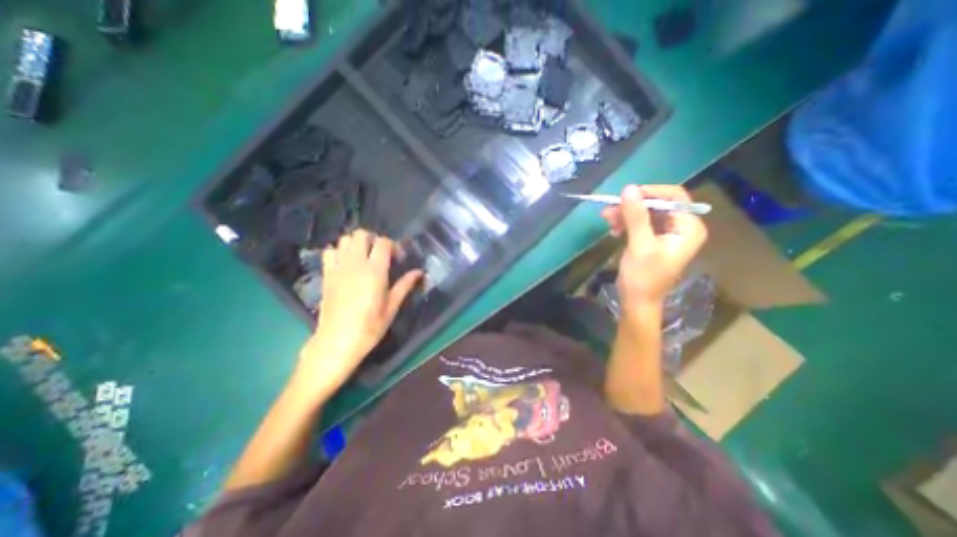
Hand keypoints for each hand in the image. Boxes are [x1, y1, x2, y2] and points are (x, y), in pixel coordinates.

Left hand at [296, 227, 420, 398]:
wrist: (337, 341)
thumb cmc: (370, 326)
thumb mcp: (392, 307)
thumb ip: (405, 285)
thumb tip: (419, 272)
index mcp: (375, 271)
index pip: (383, 242)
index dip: (393, 246)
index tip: (398, 258)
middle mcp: (355, 264)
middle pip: (362, 234)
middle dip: (374, 240)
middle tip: (381, 255)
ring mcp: (338, 267)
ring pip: (345, 239)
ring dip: (357, 243)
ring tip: (364, 257)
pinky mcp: (326, 274)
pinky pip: (330, 251)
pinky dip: (339, 251)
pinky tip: (347, 263)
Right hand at [599, 185, 705, 316]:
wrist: (637, 301)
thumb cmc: (643, 276)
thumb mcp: (640, 245)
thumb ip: (636, 216)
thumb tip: (628, 188)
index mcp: (688, 227)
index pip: (674, 197)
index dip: (650, 192)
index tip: (626, 195)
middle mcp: (681, 227)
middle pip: (657, 204)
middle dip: (633, 206)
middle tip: (610, 209)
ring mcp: (667, 234)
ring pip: (646, 213)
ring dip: (626, 214)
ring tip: (607, 219)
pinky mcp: (653, 239)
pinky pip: (640, 223)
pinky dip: (626, 223)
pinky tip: (613, 229)